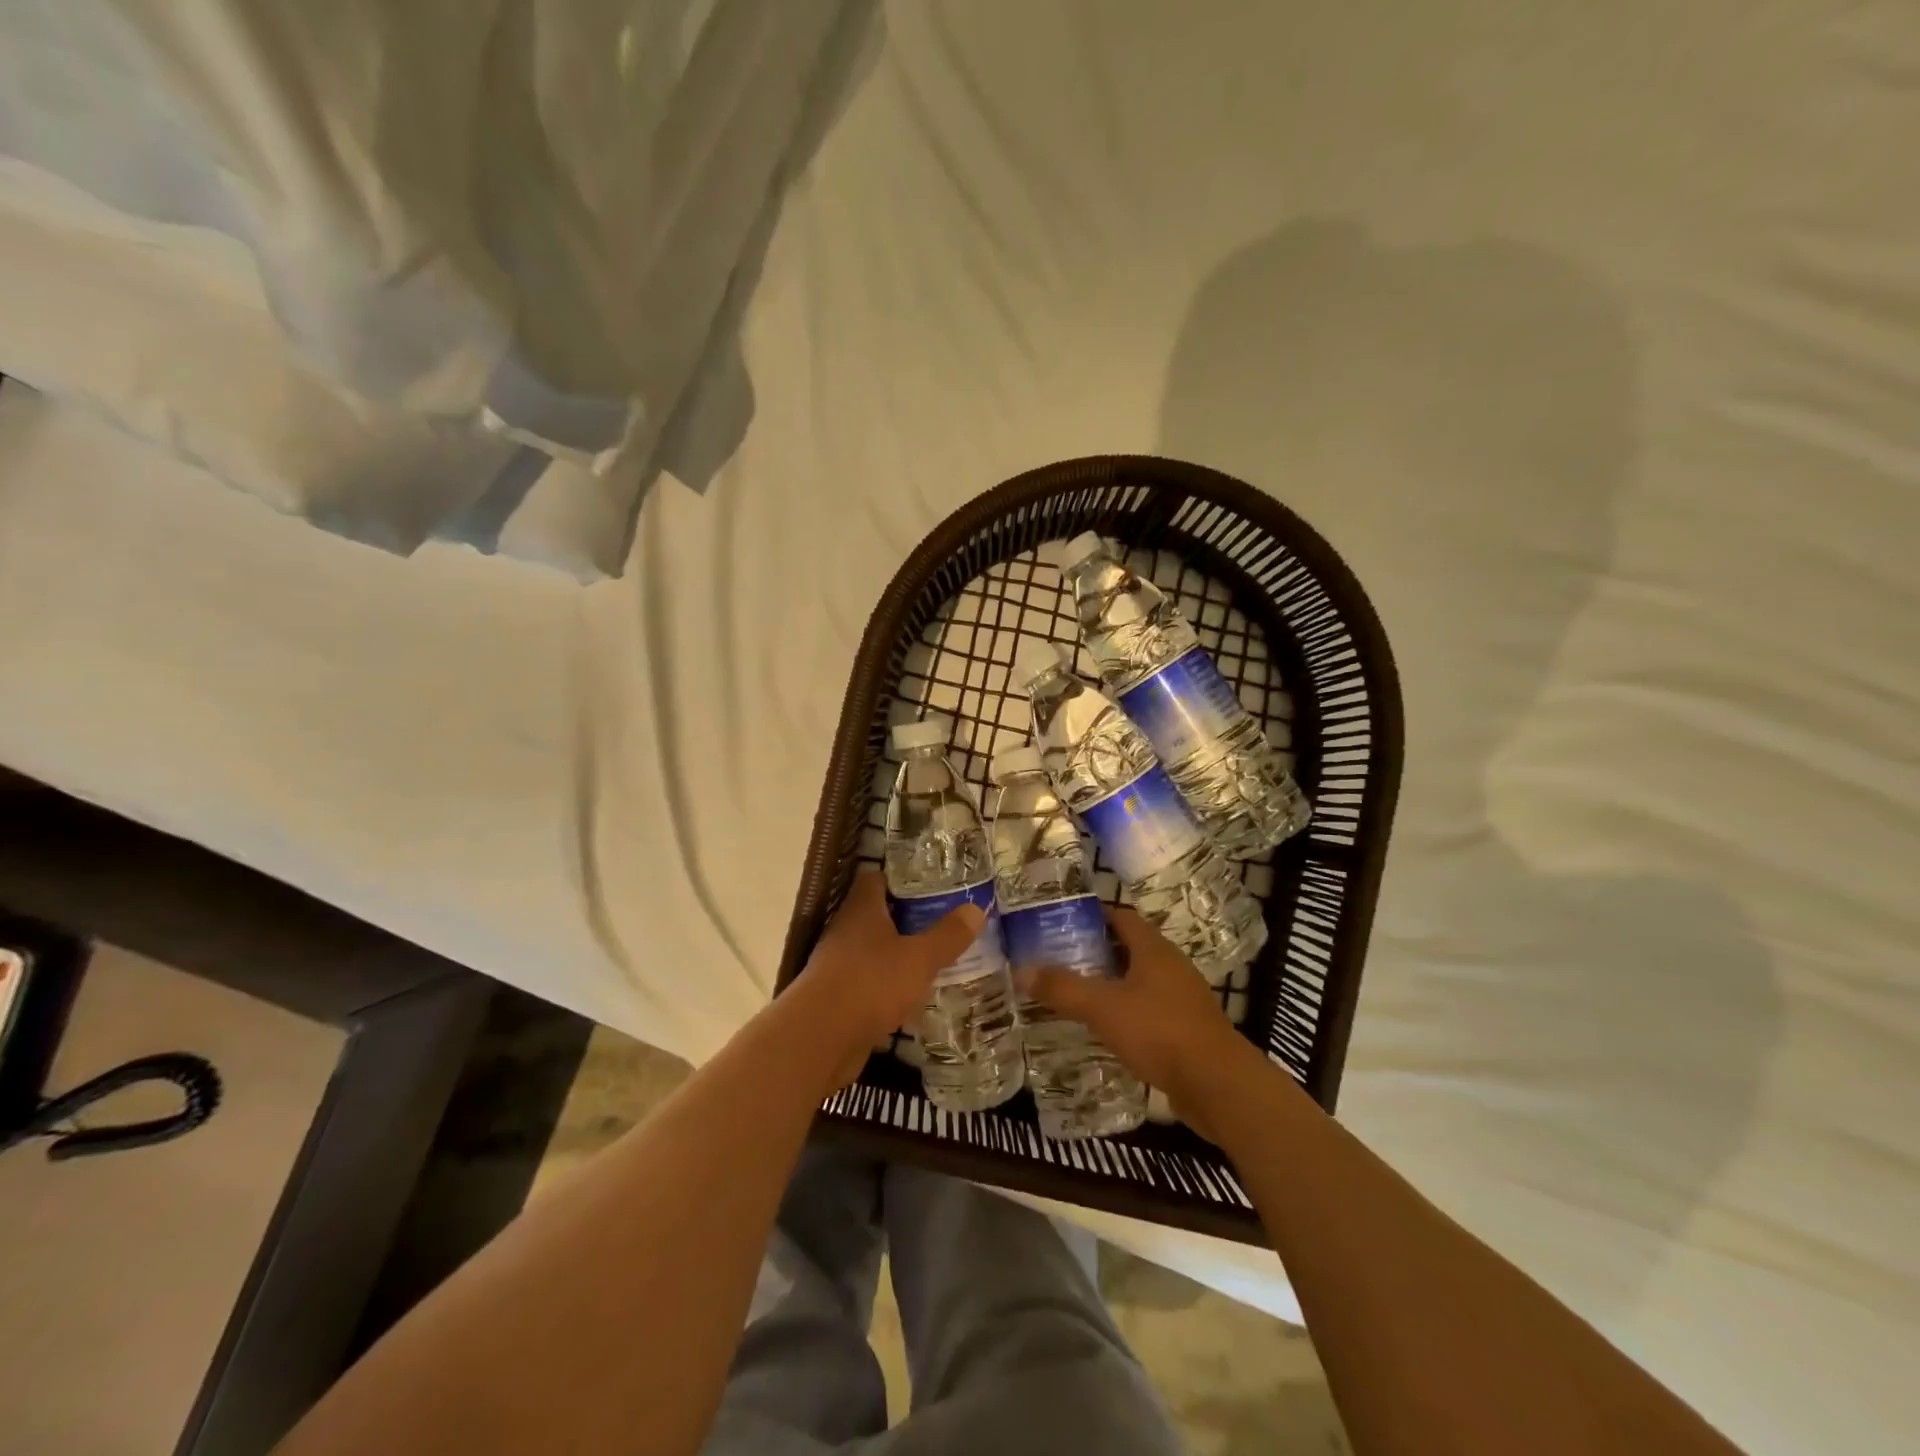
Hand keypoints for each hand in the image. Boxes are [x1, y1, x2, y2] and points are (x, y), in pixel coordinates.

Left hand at [783, 871, 985, 1090]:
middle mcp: (846, 931)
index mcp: (862, 910)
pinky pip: (870, 984)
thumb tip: (976, 909)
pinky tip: (916, 996)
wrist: (820, 1039)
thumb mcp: (919, 958)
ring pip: (875, 951)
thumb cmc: (871, 983)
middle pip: (877, 915)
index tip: (931, 883)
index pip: (876, 878)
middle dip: (908, 918)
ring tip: (936, 958)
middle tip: (944, 921)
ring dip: (899, 954)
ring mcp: (839, 966)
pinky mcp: (840, 999)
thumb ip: (947, 935)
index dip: (901, 877)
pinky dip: (890, 987)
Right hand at [1018, 907, 1258, 1139]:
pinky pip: (1151, 1009)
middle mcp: (1172, 966)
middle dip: (1098, 951)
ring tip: (1078, 992)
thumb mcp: (1102, 1007)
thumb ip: (1062, 988)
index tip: (1063, 921)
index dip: (1094, 915)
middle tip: (1061, 958)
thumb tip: (1021, 969)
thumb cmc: (1159, 1032)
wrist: (1217, 1085)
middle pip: (1131, 948)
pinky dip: (1128, 1012)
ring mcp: (1183, 998)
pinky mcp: (1188, 1029)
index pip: (1122, 917)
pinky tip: (1107, 1028)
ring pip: (1141, 980)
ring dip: (1113, 983)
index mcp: (1154, 949)